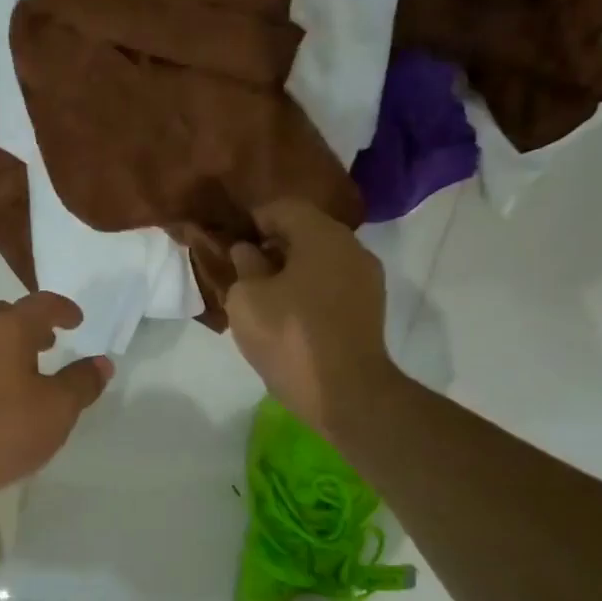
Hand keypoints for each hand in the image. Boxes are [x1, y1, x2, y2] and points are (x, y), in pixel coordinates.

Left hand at [0, 292, 113, 517]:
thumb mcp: (54, 413)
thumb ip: (81, 384)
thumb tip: (101, 362)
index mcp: (5, 327)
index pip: (42, 304)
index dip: (64, 309)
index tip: (76, 320)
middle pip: (5, 315)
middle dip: (29, 327)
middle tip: (47, 346)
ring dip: (0, 346)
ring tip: (15, 372)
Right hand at [225, 199, 402, 441]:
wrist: (346, 393)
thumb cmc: (290, 337)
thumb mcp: (247, 299)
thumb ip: (244, 266)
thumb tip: (248, 251)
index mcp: (322, 235)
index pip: (282, 207)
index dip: (253, 220)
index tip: (232, 241)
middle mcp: (351, 247)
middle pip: (306, 230)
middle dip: (273, 244)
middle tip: (244, 268)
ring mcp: (366, 278)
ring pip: (321, 258)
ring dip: (292, 268)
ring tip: (264, 293)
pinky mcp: (369, 307)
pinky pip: (332, 283)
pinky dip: (309, 287)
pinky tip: (289, 311)